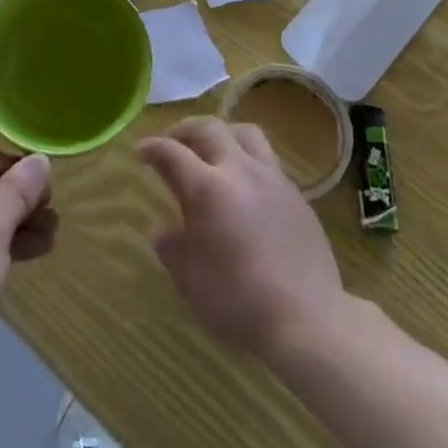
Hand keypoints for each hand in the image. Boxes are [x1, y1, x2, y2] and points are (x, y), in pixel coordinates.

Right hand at [137, 117, 346, 359]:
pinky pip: (267, 158)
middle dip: (185, 129)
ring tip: (212, 149)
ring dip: (222, 133)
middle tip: (173, 141)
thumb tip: (160, 229)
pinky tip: (244, 183)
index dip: (152, 147)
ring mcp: (272, 177)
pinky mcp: (295, 192)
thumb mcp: (191, 282)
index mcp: (207, 190)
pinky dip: (247, 158)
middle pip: (209, 128)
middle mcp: (239, 171)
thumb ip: (172, 249)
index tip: (141, 150)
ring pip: (244, 132)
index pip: (171, 153)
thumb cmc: (239, 303)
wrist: (307, 319)